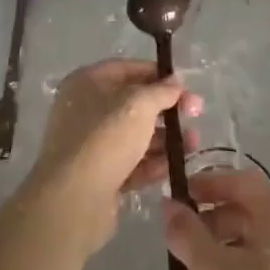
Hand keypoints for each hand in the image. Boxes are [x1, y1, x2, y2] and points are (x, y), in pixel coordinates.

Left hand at [25, 58, 201, 253]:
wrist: (73, 200)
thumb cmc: (105, 138)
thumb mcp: (139, 105)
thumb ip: (161, 91)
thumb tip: (175, 82)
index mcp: (87, 83)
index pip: (127, 69)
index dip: (158, 74)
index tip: (185, 85)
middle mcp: (86, 110)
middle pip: (133, 104)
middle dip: (166, 109)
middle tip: (195, 114)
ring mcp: (91, 145)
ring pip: (135, 135)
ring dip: (165, 138)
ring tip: (193, 144)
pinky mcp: (99, 176)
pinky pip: (131, 163)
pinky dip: (152, 163)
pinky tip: (175, 165)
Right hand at [162, 169, 269, 269]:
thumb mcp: (209, 269)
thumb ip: (186, 232)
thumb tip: (169, 206)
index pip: (240, 181)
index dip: (207, 185)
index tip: (180, 200)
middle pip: (250, 212)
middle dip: (212, 225)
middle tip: (183, 247)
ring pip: (259, 243)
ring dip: (226, 252)